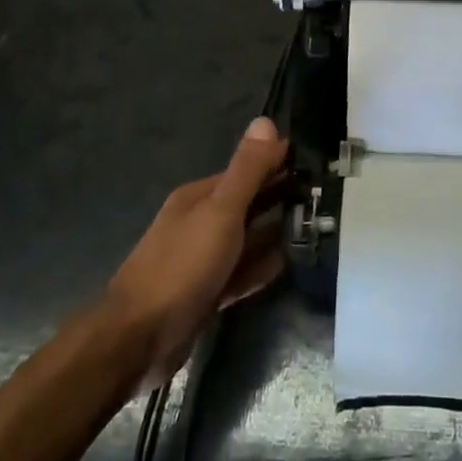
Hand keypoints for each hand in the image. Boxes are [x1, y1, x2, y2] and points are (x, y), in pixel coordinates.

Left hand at [105, 117, 289, 387]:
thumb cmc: (182, 267)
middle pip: (247, 204)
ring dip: (274, 235)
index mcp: (198, 197)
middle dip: (279, 199)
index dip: (277, 164)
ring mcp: (201, 260)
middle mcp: (199, 223)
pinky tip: (286, 267)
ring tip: (315, 230)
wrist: (138, 340)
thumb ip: (246, 170)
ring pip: (246, 240)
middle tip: (323, 198)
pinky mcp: (206, 294)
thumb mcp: (220, 212)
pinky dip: (261, 268)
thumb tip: (266, 120)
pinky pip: (241, 273)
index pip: (245, 171)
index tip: (315, 163)